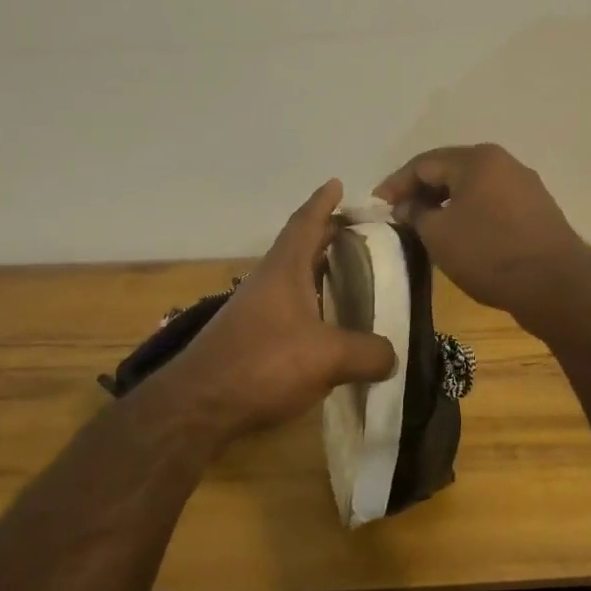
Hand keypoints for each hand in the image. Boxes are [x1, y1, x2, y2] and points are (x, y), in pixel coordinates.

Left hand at [157, 179, 398, 435]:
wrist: (198, 406)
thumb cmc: (263, 364)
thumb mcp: (328, 356)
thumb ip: (368, 353)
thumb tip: (393, 356)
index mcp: (284, 271)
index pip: (305, 224)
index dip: (323, 203)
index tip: (337, 184)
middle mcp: (267, 283)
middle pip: (300, 248)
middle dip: (327, 235)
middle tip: (358, 232)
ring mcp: (255, 311)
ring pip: (294, 280)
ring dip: (319, 271)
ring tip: (351, 275)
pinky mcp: (250, 339)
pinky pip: (289, 309)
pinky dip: (312, 305)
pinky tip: (328, 324)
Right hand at [372, 144, 590, 318]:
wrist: (556, 285)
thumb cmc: (489, 253)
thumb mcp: (438, 234)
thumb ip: (416, 214)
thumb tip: (408, 206)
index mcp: (477, 159)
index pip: (424, 163)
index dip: (395, 184)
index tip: (376, 206)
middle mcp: (504, 163)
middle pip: (450, 170)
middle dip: (421, 192)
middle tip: (398, 215)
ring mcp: (525, 186)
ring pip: (473, 188)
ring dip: (445, 204)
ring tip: (425, 227)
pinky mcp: (537, 211)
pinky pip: (492, 204)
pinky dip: (469, 214)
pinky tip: (460, 235)